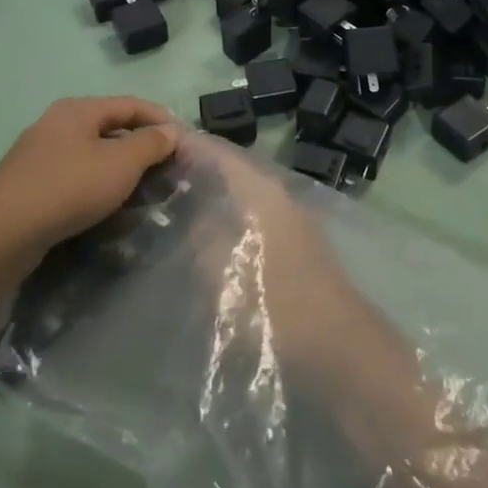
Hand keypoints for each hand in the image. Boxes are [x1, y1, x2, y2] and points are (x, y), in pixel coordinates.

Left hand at [0, 97, 178, 267]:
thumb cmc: (68, 188)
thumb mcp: (120, 164)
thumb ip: (150, 144)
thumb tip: (170, 132)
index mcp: (79, 110)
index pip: (132, 105)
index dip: (162, 120)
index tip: (186, 143)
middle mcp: (58, 124)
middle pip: (112, 129)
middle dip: (142, 148)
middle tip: (168, 172)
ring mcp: (41, 154)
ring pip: (94, 155)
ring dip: (122, 171)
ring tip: (144, 194)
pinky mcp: (31, 184)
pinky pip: (76, 177)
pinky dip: (98, 187)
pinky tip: (108, 209)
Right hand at [176, 130, 364, 368]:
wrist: (335, 343)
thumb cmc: (275, 303)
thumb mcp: (222, 269)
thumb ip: (201, 235)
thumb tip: (188, 212)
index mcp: (260, 189)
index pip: (218, 151)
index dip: (185, 144)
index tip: (152, 144)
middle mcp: (277, 193)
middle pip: (230, 169)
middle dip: (195, 169)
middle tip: (153, 177)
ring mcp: (289, 217)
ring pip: (241, 192)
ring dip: (211, 194)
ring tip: (171, 203)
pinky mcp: (294, 242)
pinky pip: (251, 214)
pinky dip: (227, 214)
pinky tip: (205, 234)